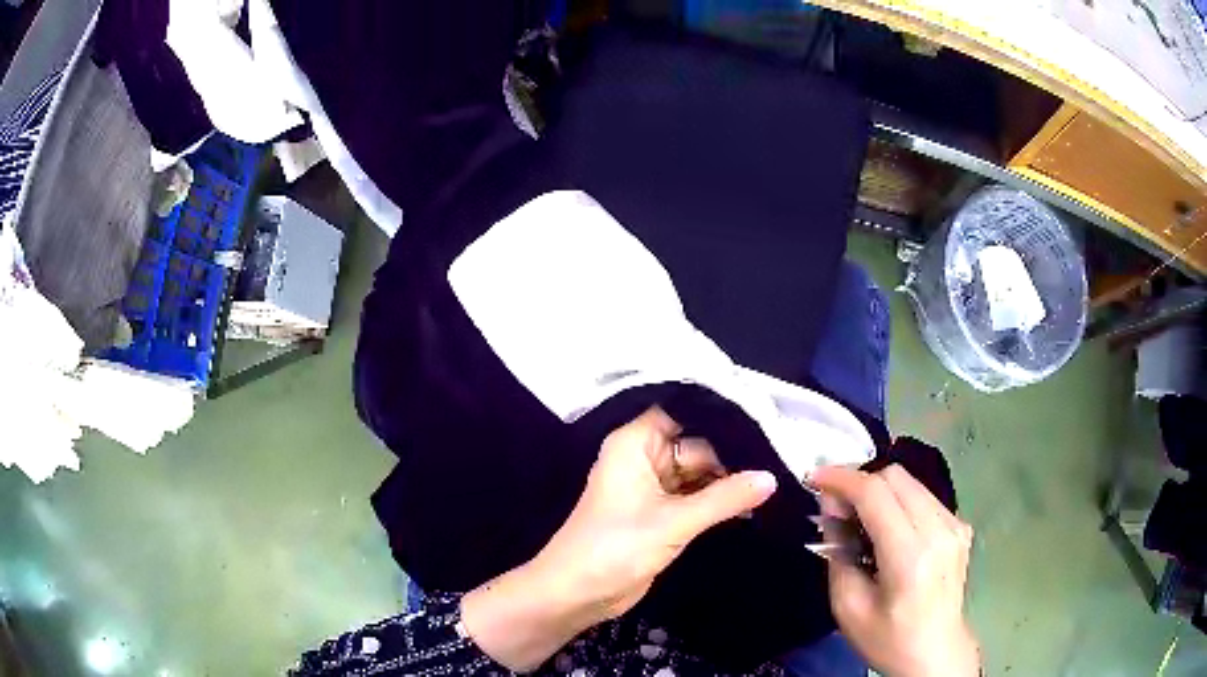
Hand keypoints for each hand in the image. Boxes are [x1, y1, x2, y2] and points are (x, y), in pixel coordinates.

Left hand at [462, 407, 776, 671]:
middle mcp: (644, 459)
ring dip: (728, 481)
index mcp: (635, 444)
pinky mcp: (660, 515)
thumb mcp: (675, 521)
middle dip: (732, 455)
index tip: (763, 417)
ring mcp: (652, 488)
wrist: (578, 593)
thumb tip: (772, 477)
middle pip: (696, 445)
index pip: (684, 413)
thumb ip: (725, 498)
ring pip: (698, 474)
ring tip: (775, 478)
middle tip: (778, 458)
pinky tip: (753, 502)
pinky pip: (695, 498)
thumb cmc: (616, 547)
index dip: (719, 415)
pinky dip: (717, 501)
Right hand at [810, 464, 979, 676]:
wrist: (936, 653)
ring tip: (858, 517)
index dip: (841, 478)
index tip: (814, 478)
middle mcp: (939, 530)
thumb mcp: (847, 607)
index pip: (875, 493)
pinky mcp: (961, 527)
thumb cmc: (888, 639)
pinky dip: (898, 501)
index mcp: (910, 556)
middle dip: (859, 481)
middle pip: (895, 476)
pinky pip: (924, 497)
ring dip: (879, 490)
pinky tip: (886, 528)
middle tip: (835, 504)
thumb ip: (837, 552)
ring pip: (911, 482)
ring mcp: (955, 525)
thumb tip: (832, 507)